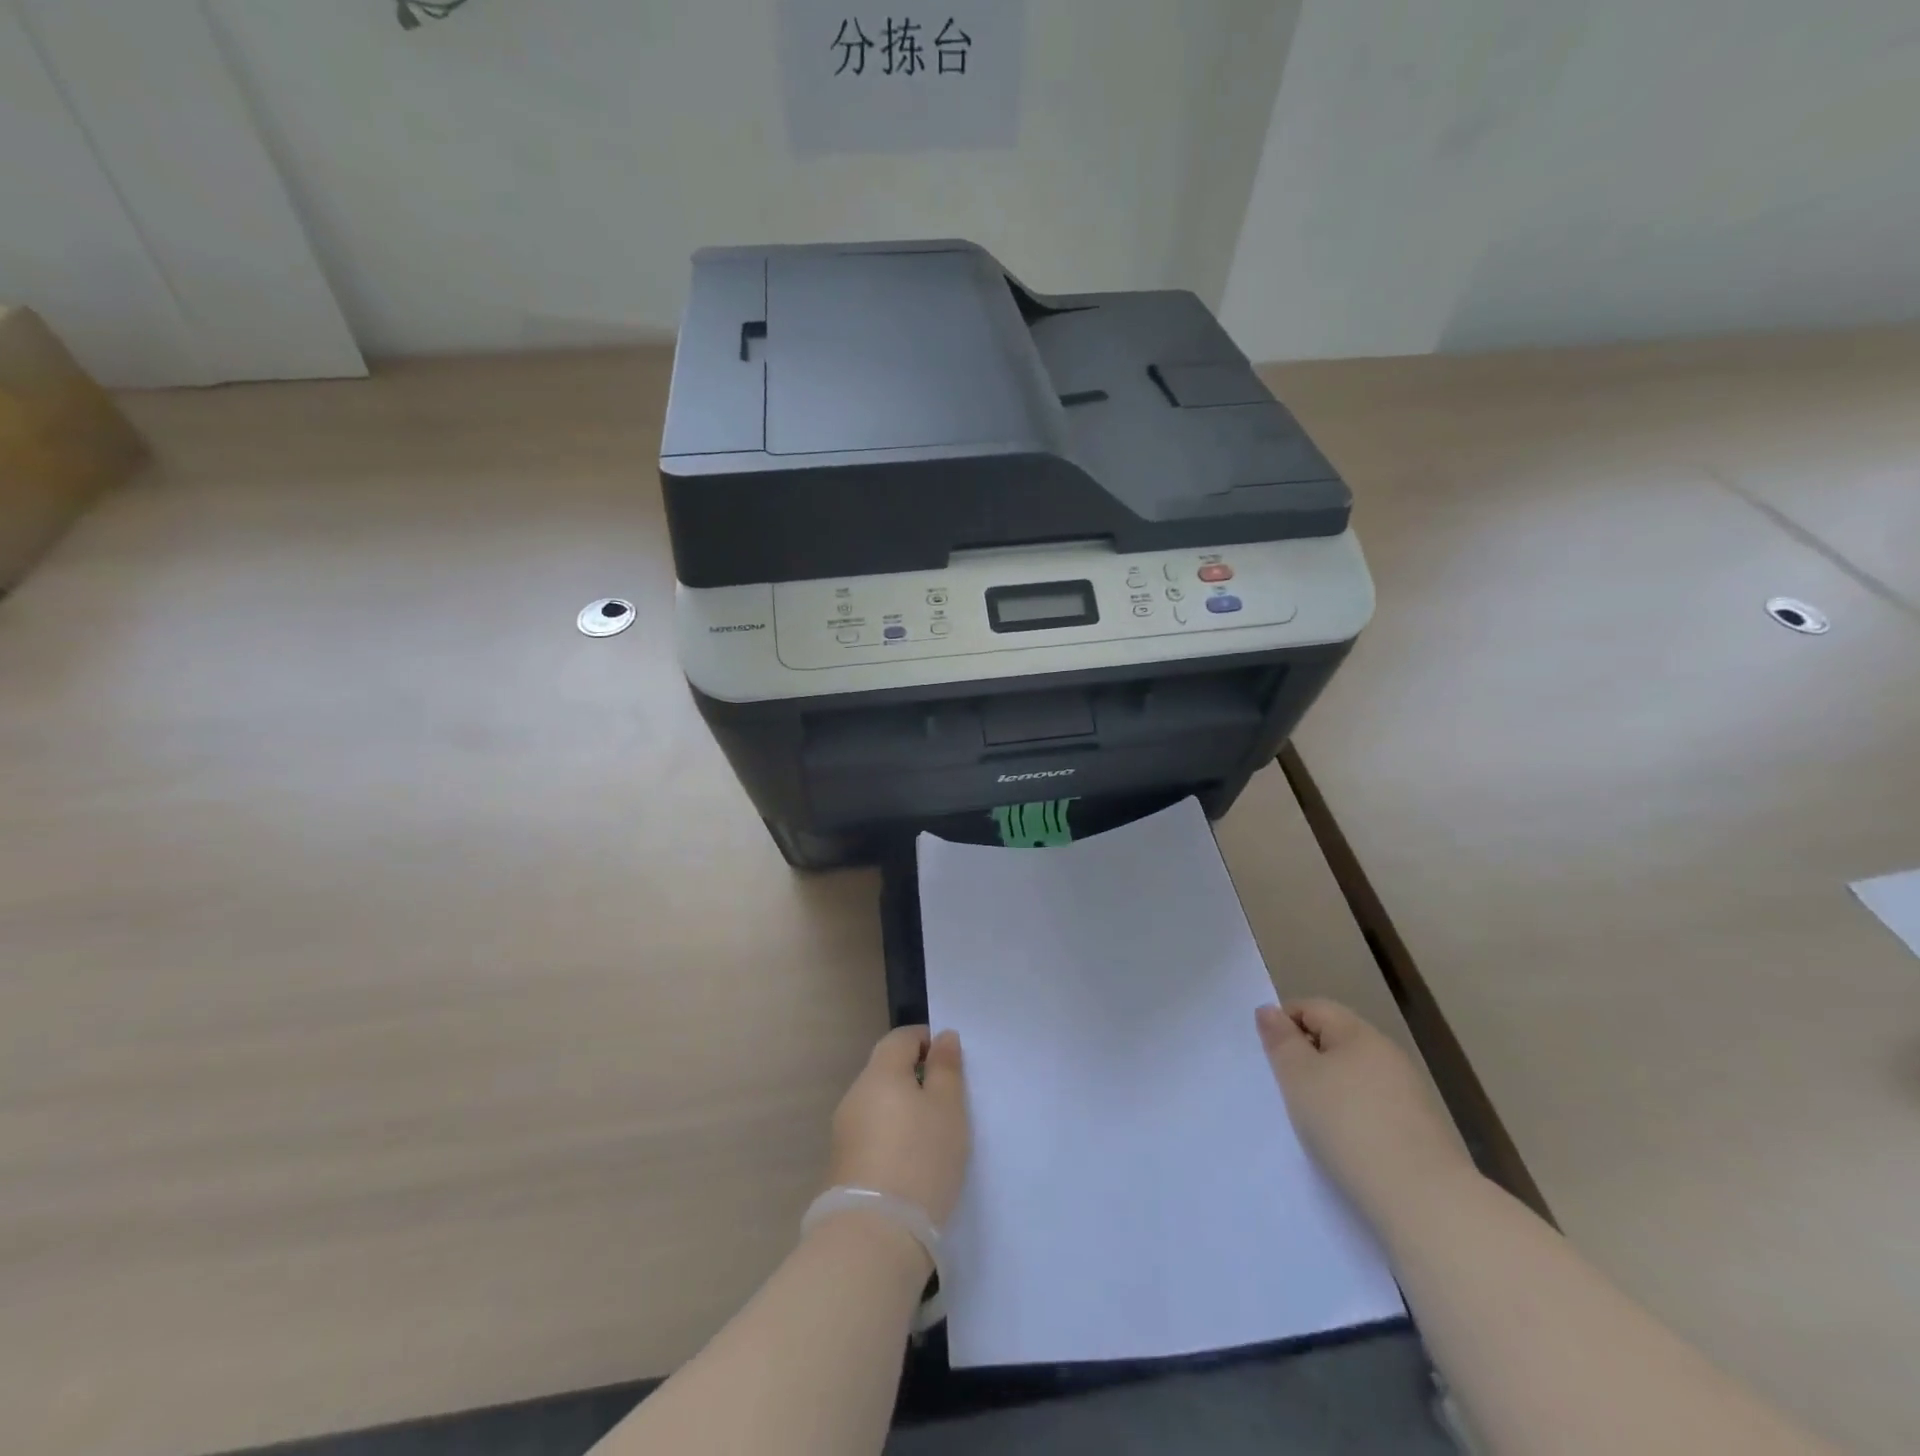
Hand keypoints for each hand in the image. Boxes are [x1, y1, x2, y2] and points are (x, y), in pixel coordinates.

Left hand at [827, 1025, 969, 1225]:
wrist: (875, 1235)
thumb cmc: (920, 1160)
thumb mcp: (948, 1109)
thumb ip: (946, 1068)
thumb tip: (943, 1037)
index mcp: (879, 1073)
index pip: (901, 1038)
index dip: (927, 1041)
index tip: (951, 1063)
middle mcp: (855, 1095)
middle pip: (887, 1070)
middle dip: (916, 1077)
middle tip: (948, 1102)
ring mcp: (844, 1131)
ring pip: (879, 1103)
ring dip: (903, 1109)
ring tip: (933, 1136)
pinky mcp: (842, 1164)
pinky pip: (872, 1133)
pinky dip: (892, 1136)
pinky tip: (911, 1161)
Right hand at [1256, 999, 1473, 1220]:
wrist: (1423, 1200)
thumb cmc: (1348, 1125)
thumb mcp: (1298, 1077)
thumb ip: (1280, 1039)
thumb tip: (1269, 1010)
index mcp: (1359, 1033)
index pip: (1312, 1007)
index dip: (1284, 1022)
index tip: (1268, 1056)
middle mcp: (1387, 1054)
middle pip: (1335, 1040)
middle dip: (1306, 1058)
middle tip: (1284, 1089)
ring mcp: (1409, 1093)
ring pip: (1354, 1076)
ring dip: (1329, 1089)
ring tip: (1312, 1121)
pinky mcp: (1420, 1130)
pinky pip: (1373, 1107)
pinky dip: (1352, 1116)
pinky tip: (1344, 1143)